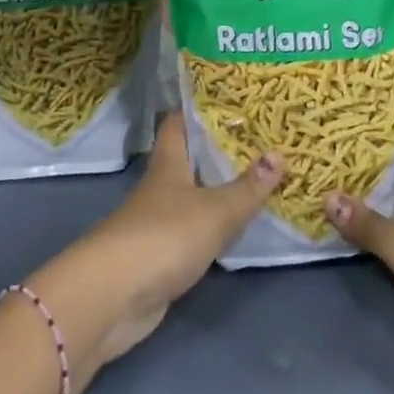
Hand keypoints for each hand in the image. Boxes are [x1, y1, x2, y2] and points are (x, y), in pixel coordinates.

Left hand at [29, 112, 282, 385]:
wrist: (115, 297)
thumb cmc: (165, 236)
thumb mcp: (216, 210)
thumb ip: (248, 187)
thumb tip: (279, 154)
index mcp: (168, 164)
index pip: (178, 124)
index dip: (197, 108)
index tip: (226, 97)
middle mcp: (160, 188)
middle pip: (187, 160)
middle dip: (217, 150)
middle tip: (257, 139)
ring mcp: (157, 223)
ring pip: (192, 197)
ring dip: (217, 190)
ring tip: (255, 179)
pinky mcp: (160, 257)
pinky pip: (193, 233)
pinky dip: (213, 228)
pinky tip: (235, 230)